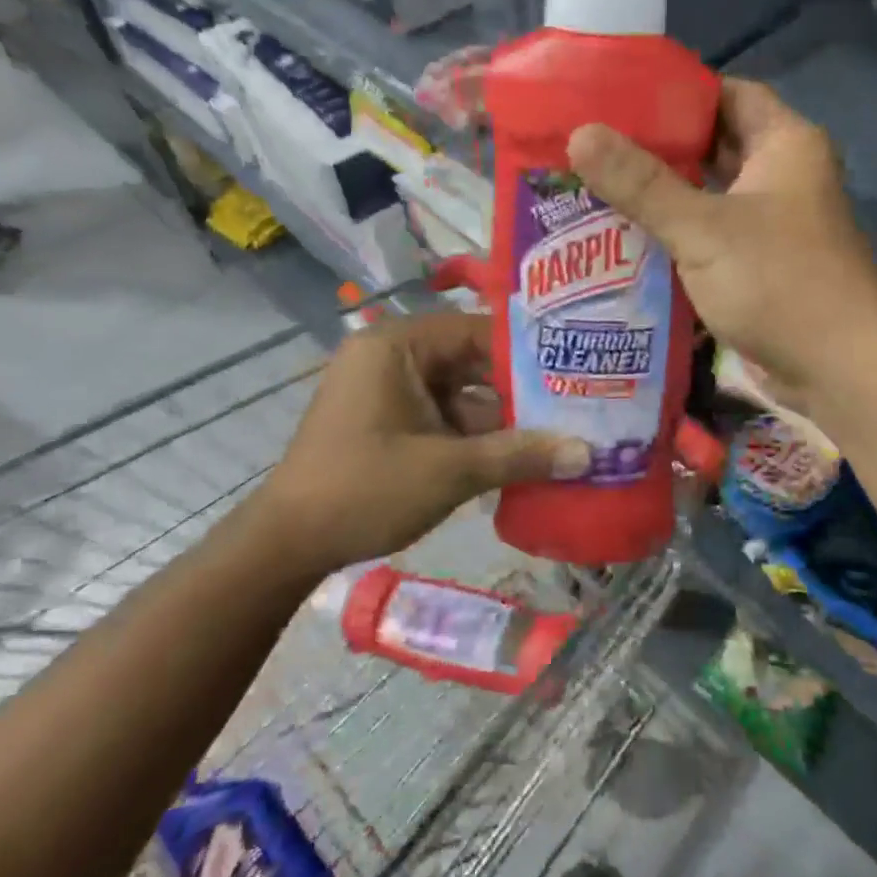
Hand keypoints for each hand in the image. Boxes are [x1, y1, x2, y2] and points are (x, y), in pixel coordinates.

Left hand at [258, 311, 588, 569]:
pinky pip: (445, 419)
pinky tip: (523, 457)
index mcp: (397, 346)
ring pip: (462, 395)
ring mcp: (390, 393)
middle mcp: (393, 358)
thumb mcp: (450, 470)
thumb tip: (588, 454)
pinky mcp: (391, 423)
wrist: (288, 545)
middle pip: (472, 363)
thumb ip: (520, 456)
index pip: (477, 330)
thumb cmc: (364, 490)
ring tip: (564, 432)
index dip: (528, 350)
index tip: (577, 368)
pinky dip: (478, 438)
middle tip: (579, 403)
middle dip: (520, 391)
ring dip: (503, 420)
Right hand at [567, 80, 876, 412]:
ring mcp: (770, 226)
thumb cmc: (778, 281)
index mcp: (783, 145)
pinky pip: (708, 240)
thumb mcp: (703, 227)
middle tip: (593, 147)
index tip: (620, 97)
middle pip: (712, 148)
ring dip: (661, 198)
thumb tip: (580, 135)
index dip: (676, 92)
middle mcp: (780, 178)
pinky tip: (624, 241)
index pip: (727, 95)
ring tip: (595, 189)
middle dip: (657, 149)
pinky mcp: (757, 269)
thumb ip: (641, 184)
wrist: (839, 368)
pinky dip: (674, 238)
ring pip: (707, 198)